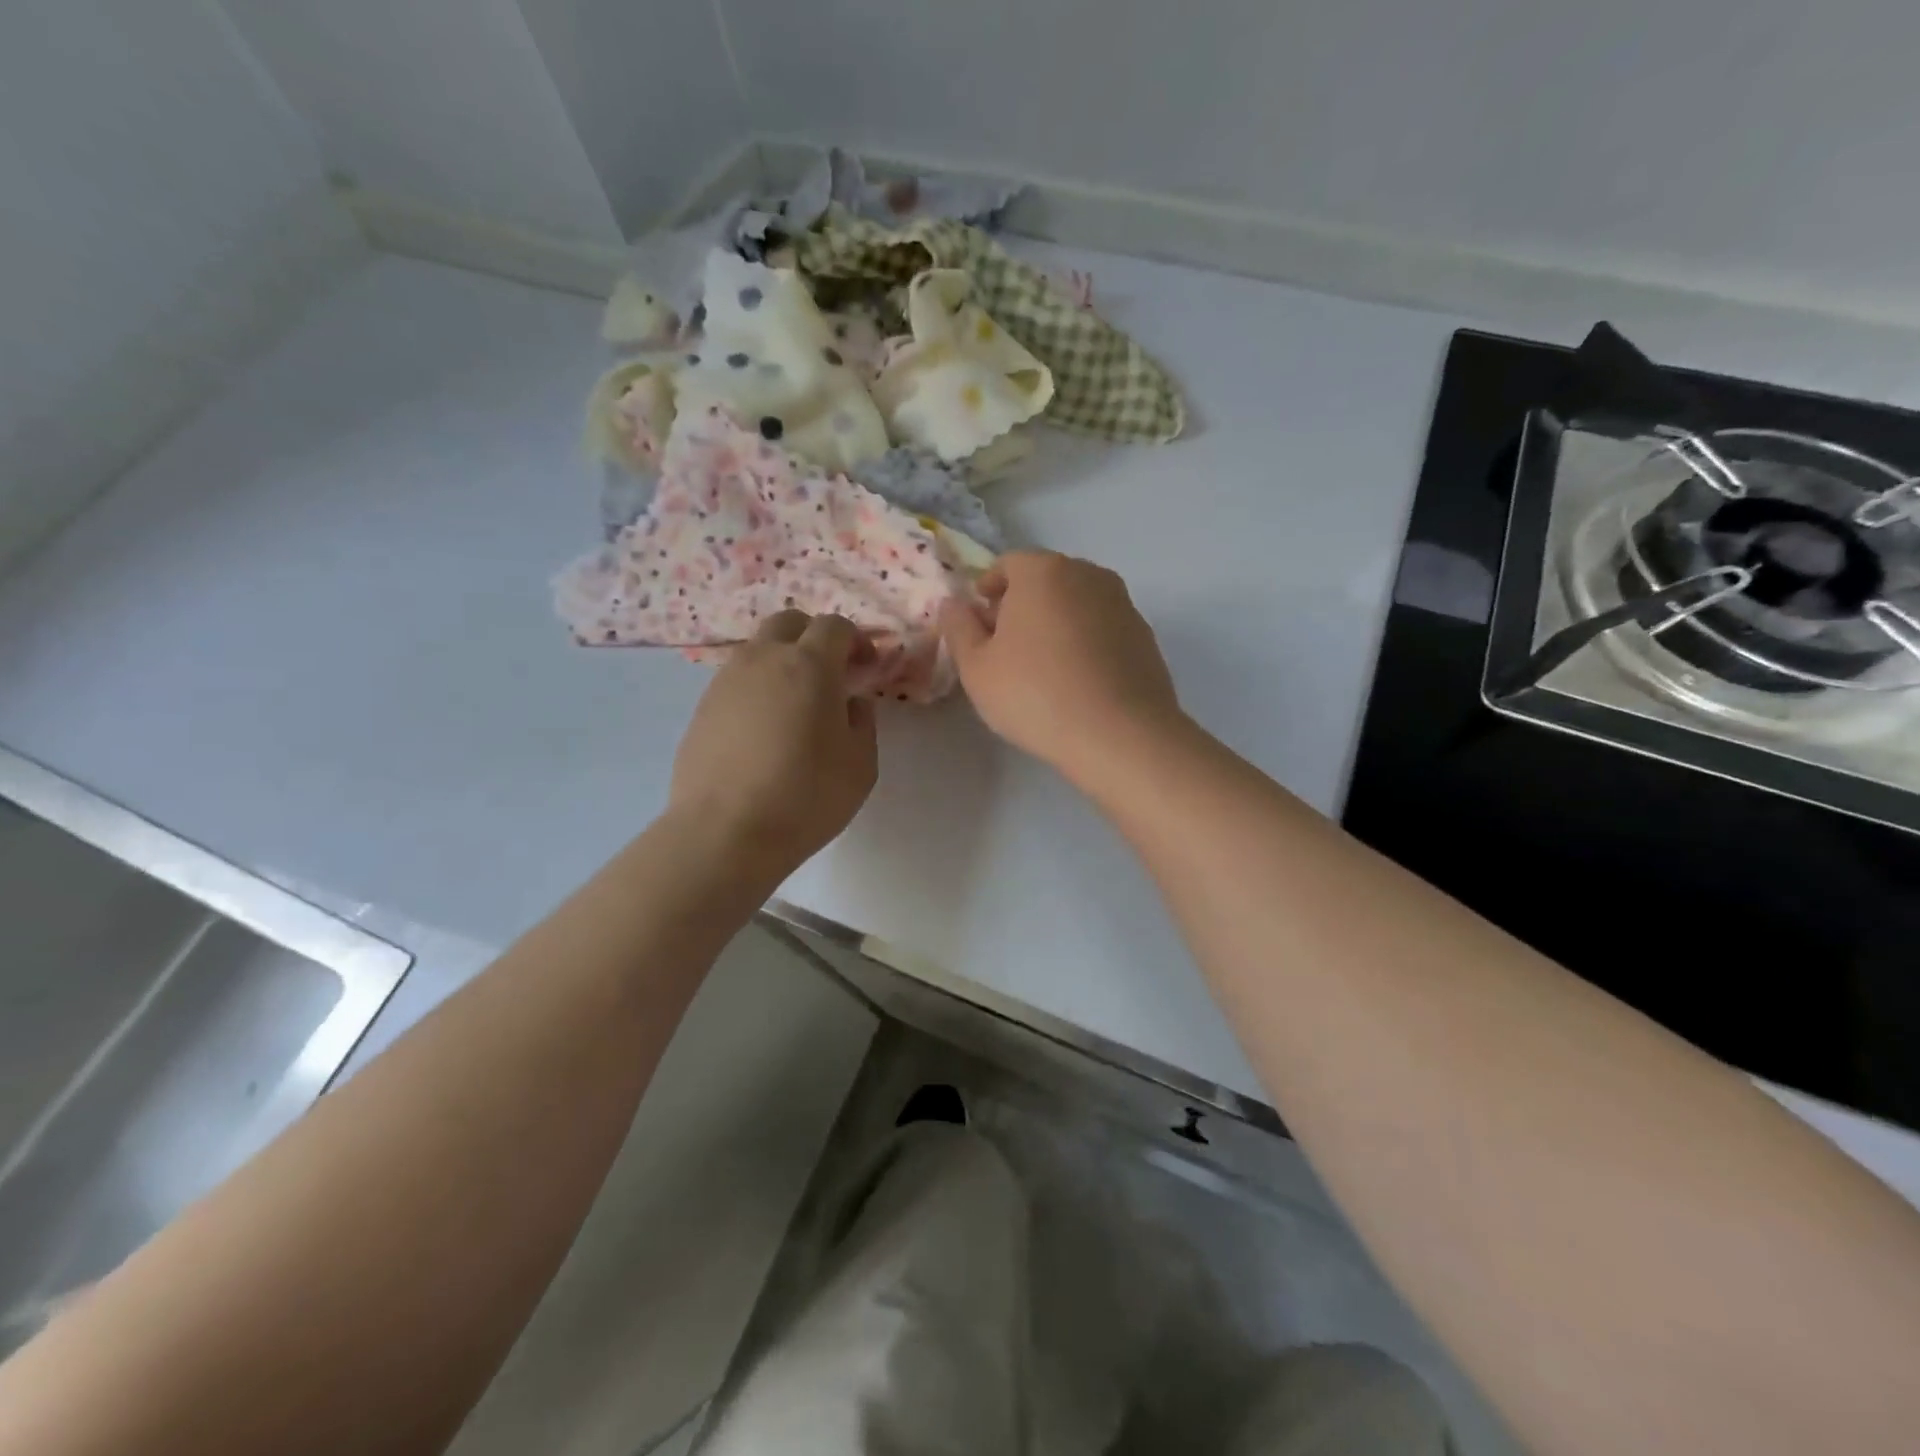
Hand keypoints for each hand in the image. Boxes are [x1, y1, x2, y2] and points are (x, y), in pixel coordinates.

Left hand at [669, 612, 878, 877]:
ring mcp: (726, 680)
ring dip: (783, 661)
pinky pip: (737, 680)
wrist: (724, 833)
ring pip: (759, 649)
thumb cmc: (805, 797)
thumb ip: (862, 721)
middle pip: (790, 622)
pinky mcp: (703, 707)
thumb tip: (850, 702)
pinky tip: (766, 729)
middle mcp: (764, 660)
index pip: (835, 626)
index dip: (857, 641)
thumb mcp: (860, 765)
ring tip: (796, 704)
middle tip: (831, 673)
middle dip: (815, 637)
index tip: (867, 668)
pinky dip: (758, 688)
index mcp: (809, 665)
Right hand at [939, 552, 1183, 785]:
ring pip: (1077, 603)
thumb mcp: (977, 668)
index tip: (980, 623)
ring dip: (1056, 623)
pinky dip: (1086, 643)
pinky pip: (1103, 629)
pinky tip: (1077, 682)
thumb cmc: (1035, 695)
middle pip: (1045, 580)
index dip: (988, 590)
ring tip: (1043, 668)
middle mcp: (1088, 574)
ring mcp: (1123, 603)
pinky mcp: (1144, 635)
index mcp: (1043, 571)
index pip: (1008, 564)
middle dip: (1022, 605)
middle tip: (1006, 647)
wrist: (1120, 734)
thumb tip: (954, 604)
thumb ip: (958, 628)